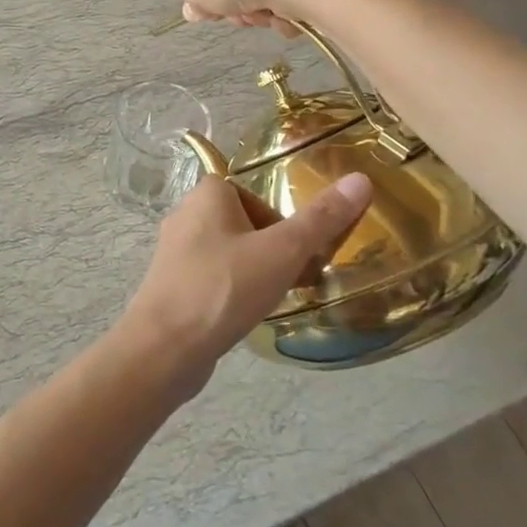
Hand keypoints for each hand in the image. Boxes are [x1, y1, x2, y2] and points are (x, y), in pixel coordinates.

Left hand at [115, 172, 373, 395]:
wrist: (165, 347)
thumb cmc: (225, 288)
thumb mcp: (283, 251)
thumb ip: (322, 218)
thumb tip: (361, 179)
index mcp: (207, 194)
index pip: (255, 195)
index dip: (281, 223)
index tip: (299, 253)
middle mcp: (186, 214)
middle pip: (244, 224)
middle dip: (272, 250)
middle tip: (294, 279)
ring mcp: (174, 252)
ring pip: (228, 252)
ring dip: (254, 272)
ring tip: (272, 299)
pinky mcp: (170, 284)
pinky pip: (212, 278)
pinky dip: (231, 291)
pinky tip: (243, 316)